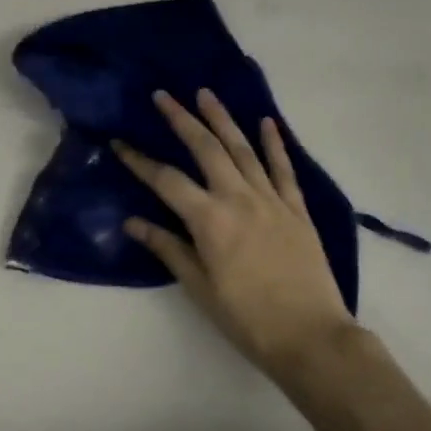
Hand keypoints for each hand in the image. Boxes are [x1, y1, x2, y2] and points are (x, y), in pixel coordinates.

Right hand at [114, 89, 352, 380]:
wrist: (311, 336)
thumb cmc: (248, 319)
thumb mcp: (200, 289)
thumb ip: (169, 249)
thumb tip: (133, 222)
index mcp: (210, 220)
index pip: (167, 181)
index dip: (140, 161)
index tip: (120, 142)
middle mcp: (239, 198)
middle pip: (206, 149)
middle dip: (182, 120)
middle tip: (164, 95)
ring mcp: (271, 200)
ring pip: (243, 149)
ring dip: (223, 119)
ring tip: (206, 94)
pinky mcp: (297, 209)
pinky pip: (283, 168)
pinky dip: (274, 143)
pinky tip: (266, 121)